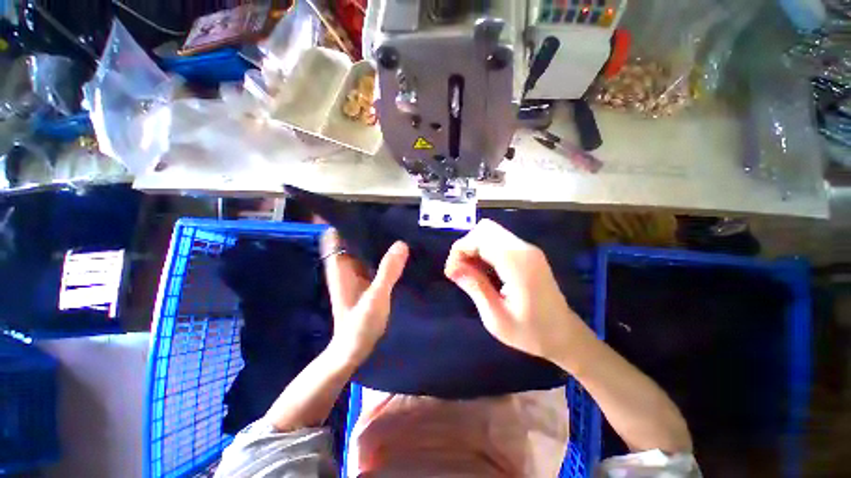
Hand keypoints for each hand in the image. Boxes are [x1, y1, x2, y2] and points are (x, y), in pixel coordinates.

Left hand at [322, 229, 408, 364]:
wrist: (354, 349)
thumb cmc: (359, 325)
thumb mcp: (375, 297)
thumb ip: (388, 271)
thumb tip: (401, 244)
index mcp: (340, 265)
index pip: (338, 233)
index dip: (350, 220)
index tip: (369, 210)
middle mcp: (346, 265)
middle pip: (354, 238)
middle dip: (369, 227)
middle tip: (391, 217)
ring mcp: (356, 272)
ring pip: (365, 248)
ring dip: (377, 240)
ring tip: (398, 229)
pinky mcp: (366, 279)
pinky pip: (373, 260)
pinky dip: (383, 253)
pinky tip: (399, 250)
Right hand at [444, 219, 587, 362]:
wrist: (564, 335)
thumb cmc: (531, 332)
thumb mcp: (496, 317)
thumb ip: (475, 287)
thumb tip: (452, 268)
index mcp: (517, 263)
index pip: (479, 238)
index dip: (459, 251)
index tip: (452, 273)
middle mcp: (523, 248)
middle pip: (484, 229)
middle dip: (465, 247)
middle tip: (460, 272)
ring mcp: (527, 249)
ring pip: (490, 232)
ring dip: (473, 248)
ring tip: (470, 273)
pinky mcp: (526, 253)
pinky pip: (498, 241)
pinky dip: (484, 251)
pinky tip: (482, 271)